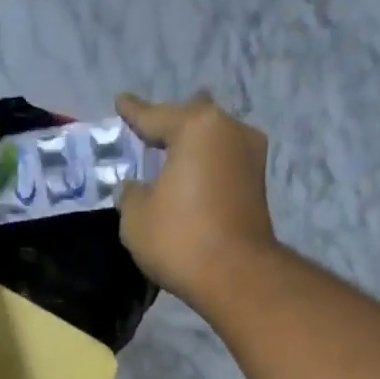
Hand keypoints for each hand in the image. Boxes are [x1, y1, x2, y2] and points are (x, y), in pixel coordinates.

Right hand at [115, 93, 277, 304]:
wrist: (235, 276)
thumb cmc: (179, 238)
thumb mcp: (136, 217)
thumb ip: (131, 194)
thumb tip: (138, 188)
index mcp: (196, 126)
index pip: (155, 116)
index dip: (133, 112)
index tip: (121, 102)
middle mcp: (230, 130)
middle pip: (192, 121)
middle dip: (172, 126)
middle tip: (151, 133)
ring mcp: (251, 157)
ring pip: (212, 143)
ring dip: (192, 151)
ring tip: (172, 159)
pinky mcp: (258, 186)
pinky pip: (223, 167)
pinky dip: (205, 171)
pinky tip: (191, 181)